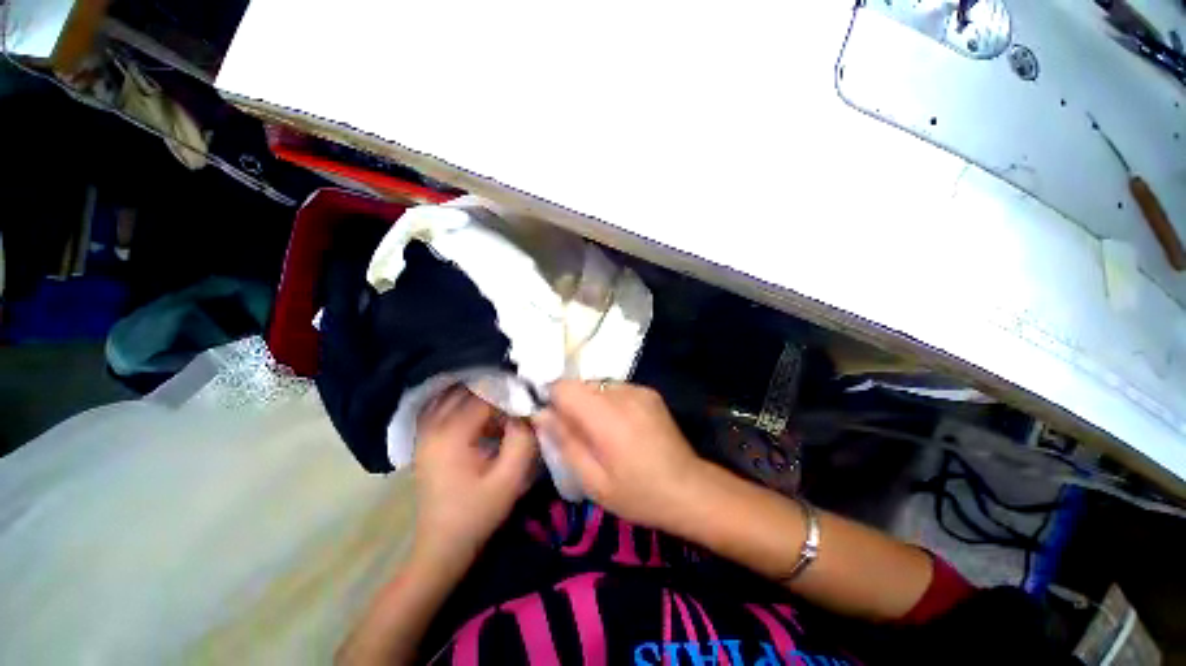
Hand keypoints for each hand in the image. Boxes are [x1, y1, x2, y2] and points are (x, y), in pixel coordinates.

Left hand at [413, 388, 538, 567]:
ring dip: (477, 395)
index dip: (508, 394)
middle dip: (493, 390)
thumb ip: (523, 440)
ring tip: (502, 403)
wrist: (441, 546)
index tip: (527, 397)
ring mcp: (424, 433)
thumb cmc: (477, 513)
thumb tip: (525, 411)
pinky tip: (482, 414)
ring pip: (452, 396)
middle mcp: (432, 427)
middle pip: (465, 391)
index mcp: (451, 435)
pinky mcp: (425, 440)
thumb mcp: (509, 479)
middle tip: (516, 397)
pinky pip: (443, 408)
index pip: (483, 397)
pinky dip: (462, 404)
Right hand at [535, 380, 702, 529]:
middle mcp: (622, 394)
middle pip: (580, 384)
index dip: (552, 400)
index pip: (564, 387)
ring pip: (597, 386)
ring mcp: (639, 390)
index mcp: (607, 417)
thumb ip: (565, 441)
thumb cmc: (638, 493)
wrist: (689, 488)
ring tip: (602, 433)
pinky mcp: (649, 392)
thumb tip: (541, 414)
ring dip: (591, 404)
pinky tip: (621, 427)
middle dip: (571, 404)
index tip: (554, 422)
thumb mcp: (593, 480)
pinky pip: (615, 389)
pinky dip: (609, 403)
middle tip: (579, 434)